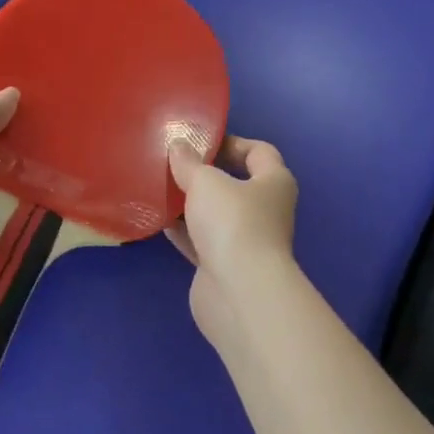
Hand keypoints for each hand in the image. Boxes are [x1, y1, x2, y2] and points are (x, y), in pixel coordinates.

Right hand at [166, 136, 299, 336]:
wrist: (239, 293)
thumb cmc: (233, 223)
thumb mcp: (206, 182)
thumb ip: (189, 162)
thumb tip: (179, 146)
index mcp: (274, 182)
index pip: (259, 152)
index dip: (232, 142)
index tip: (200, 141)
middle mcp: (265, 210)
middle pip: (235, 183)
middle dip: (206, 174)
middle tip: (174, 163)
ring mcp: (245, 240)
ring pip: (216, 214)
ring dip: (191, 203)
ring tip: (160, 188)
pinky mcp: (224, 266)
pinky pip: (201, 240)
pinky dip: (183, 231)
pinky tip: (159, 219)